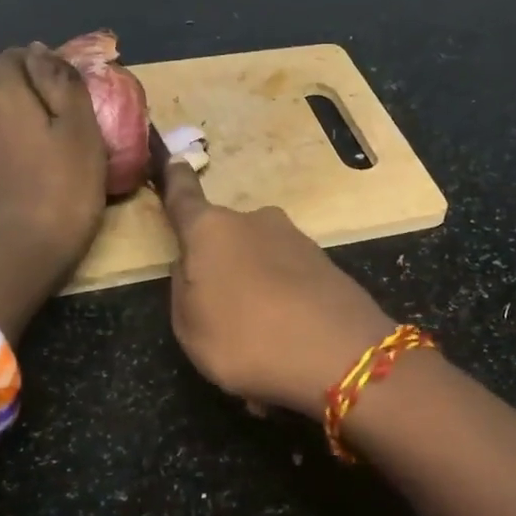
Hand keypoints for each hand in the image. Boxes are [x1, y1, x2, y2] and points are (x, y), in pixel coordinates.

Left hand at [0, 43, 106, 284]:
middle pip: (9, 84)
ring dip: (31, 119)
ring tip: (65, 142)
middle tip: (77, 118)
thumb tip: (43, 51)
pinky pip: (2, 139)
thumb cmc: (62, 186)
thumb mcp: (80, 129)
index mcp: (4, 92)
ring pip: (5, 113)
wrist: (23, 250)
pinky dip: (23, 142)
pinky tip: (46, 164)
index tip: (76, 91)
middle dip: (39, 91)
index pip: (19, 55)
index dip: (48, 65)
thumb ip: (63, 83)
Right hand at [161, 163, 394, 417]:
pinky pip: (289, 278)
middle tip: (219, 311)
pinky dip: (283, 298)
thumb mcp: (189, 327)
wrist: (340, 355)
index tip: (175, 160)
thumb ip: (184, 288)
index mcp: (212, 230)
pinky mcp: (327, 264)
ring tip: (257, 334)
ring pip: (260, 258)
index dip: (175, 181)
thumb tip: (194, 265)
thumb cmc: (246, 339)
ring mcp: (297, 240)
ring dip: (254, 284)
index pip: (185, 198)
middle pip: (226, 237)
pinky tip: (287, 335)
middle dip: (220, 264)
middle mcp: (255, 222)